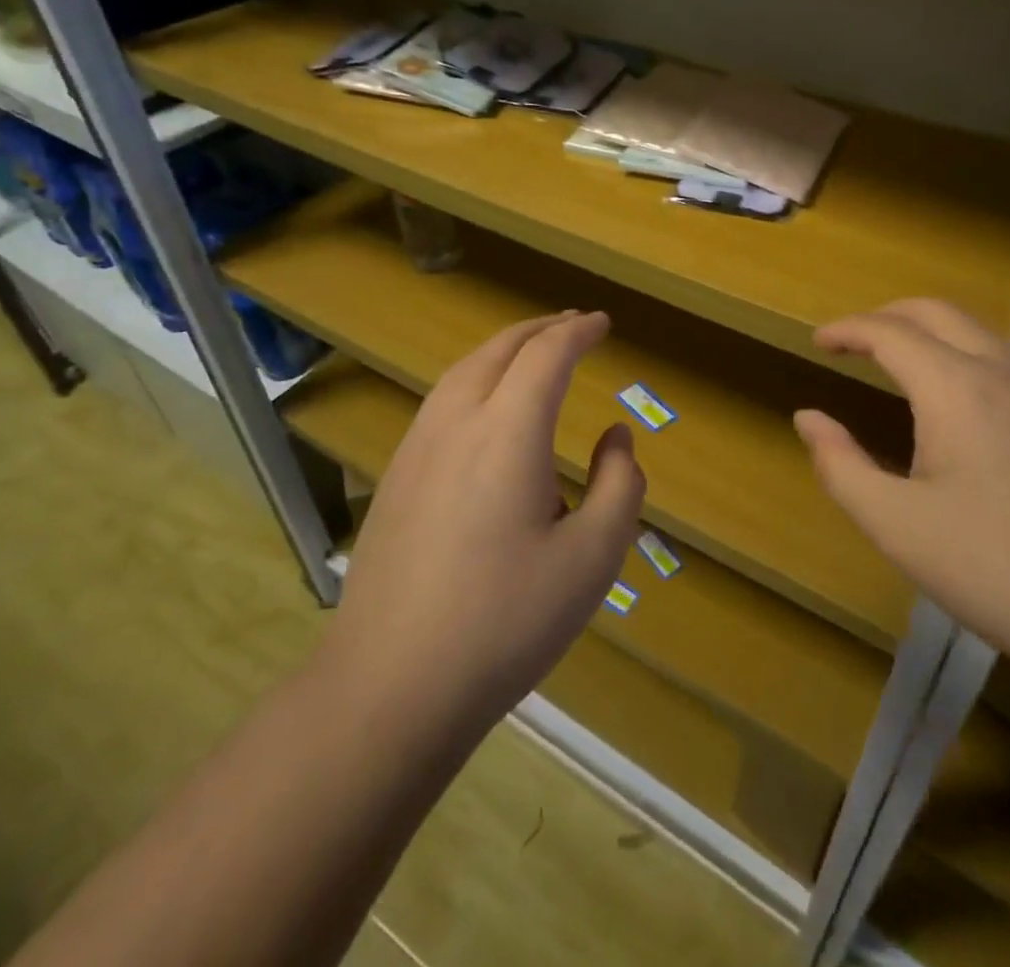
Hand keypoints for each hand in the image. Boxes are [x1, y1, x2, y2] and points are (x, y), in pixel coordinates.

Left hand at [318, 311, 644, 736]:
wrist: (389, 685)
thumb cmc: (505, 621)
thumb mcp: (593, 558)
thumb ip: (619, 484)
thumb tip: (615, 435)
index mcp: (507, 431)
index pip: (547, 355)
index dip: (578, 332)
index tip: (603, 323)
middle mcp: (457, 422)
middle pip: (500, 349)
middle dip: (541, 329)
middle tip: (574, 324)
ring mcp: (417, 448)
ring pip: (464, 370)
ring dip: (505, 349)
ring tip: (534, 352)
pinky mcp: (395, 477)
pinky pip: (442, 400)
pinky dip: (476, 377)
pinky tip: (486, 408)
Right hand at [795, 299, 1009, 693]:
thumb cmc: (997, 570)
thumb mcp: (896, 526)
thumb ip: (841, 466)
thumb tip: (808, 418)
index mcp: (957, 388)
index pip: (890, 332)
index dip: (847, 330)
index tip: (819, 342)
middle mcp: (1005, 373)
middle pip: (938, 313)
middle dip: (888, 316)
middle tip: (853, 341)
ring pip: (981, 332)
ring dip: (931, 332)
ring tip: (900, 363)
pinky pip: (1009, 362)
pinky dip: (966, 355)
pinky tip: (961, 404)